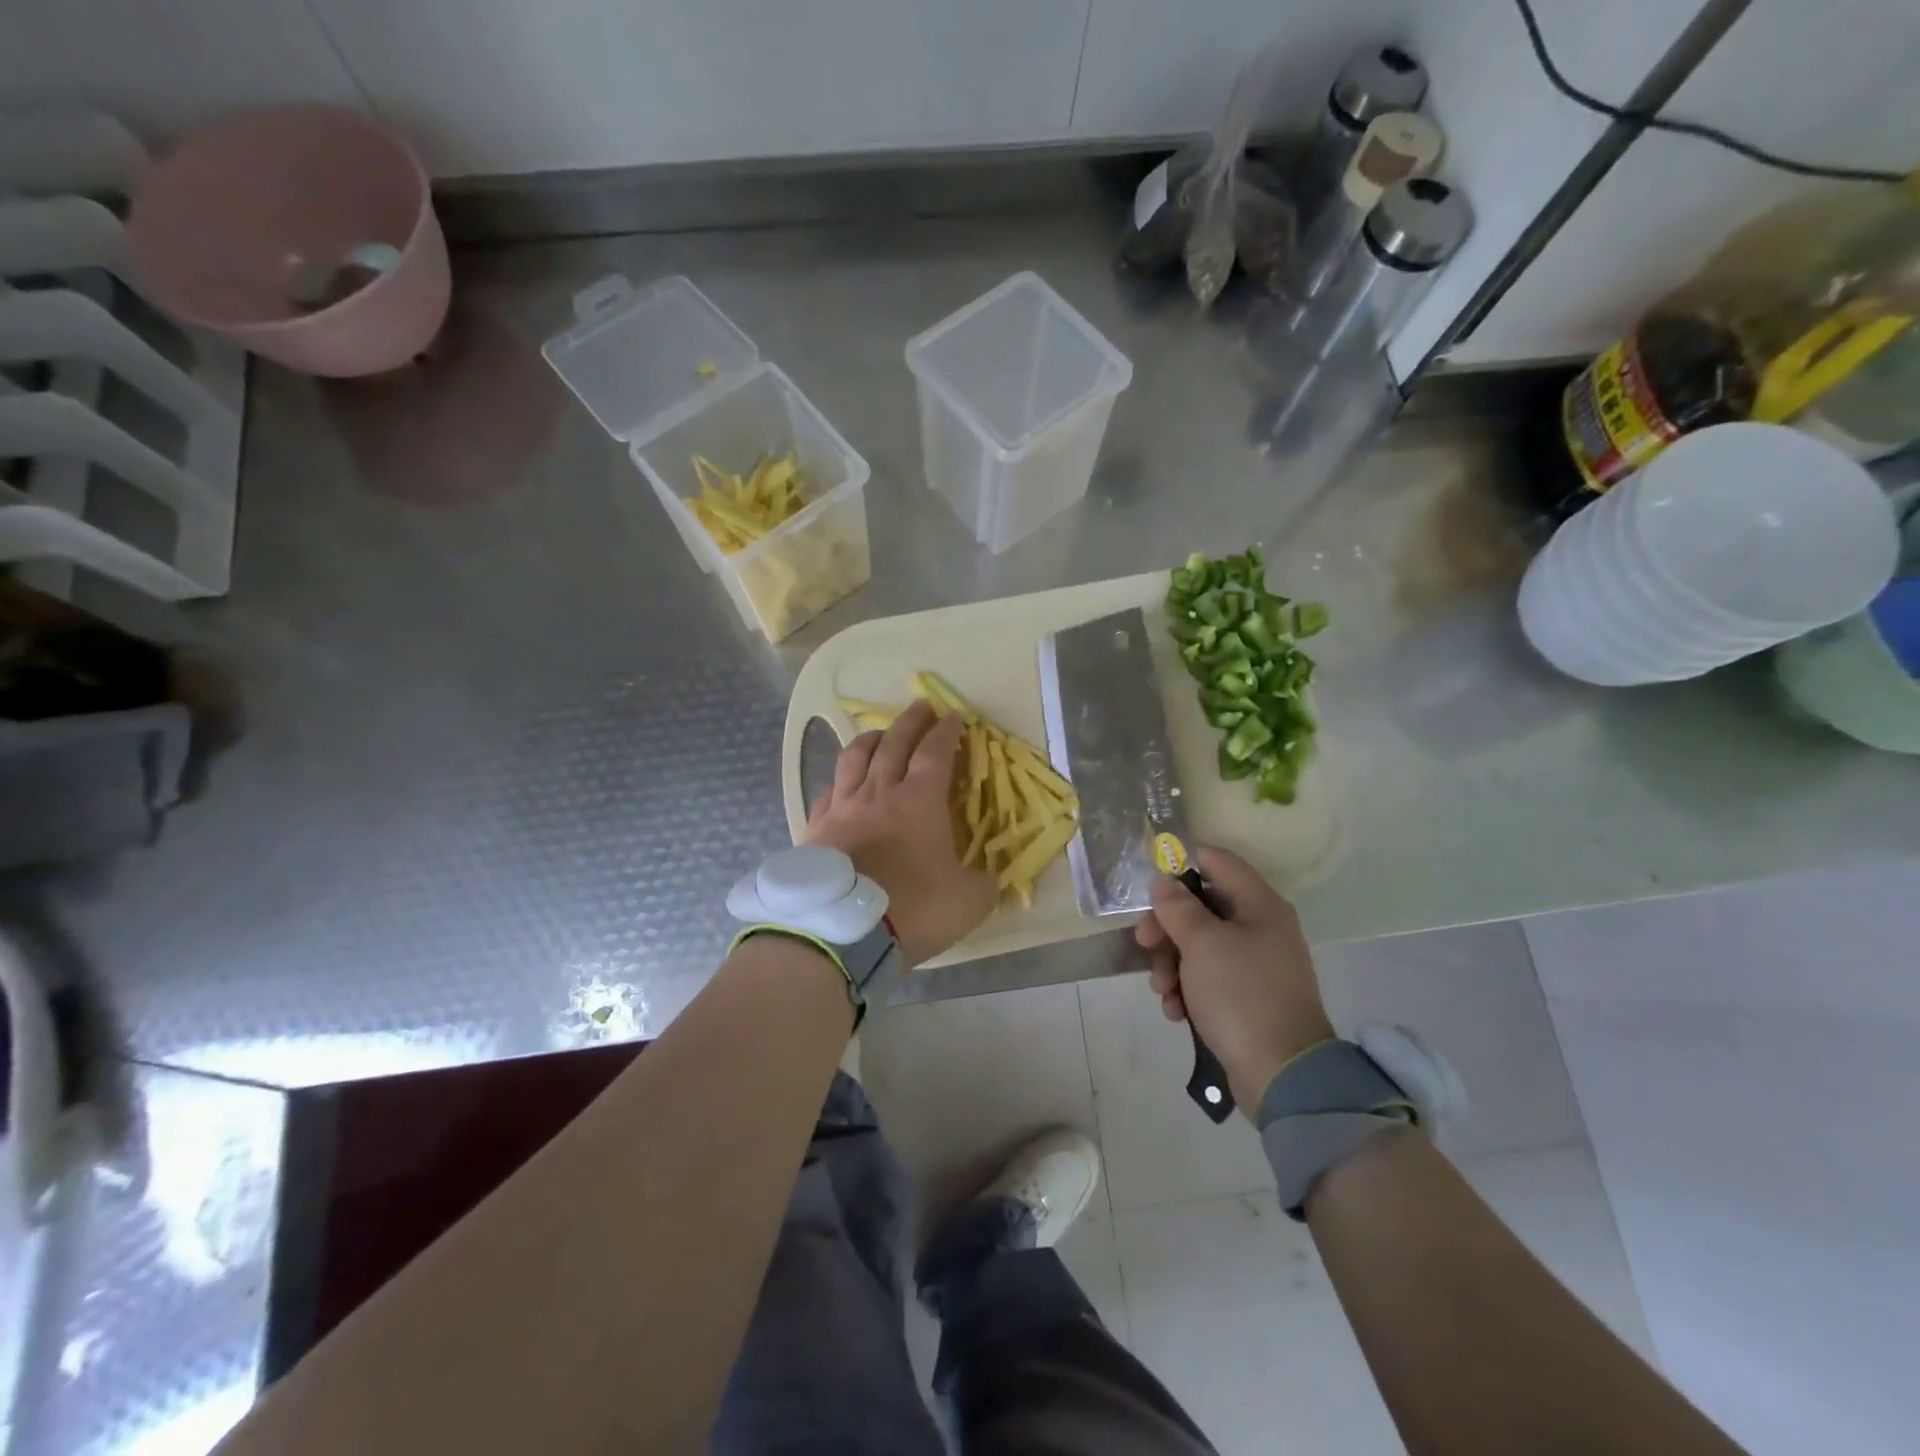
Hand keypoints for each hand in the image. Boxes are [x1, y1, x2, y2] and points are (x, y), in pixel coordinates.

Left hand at [806, 700, 995, 971]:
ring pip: (855, 757)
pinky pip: (828, 792)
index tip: (954, 717)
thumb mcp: (969, 902)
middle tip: (922, 707)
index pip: (935, 752)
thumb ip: (984, 883)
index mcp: (919, 800)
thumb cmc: (913, 908)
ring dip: (872, 739)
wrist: (843, 933)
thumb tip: (988, 877)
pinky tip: (842, 784)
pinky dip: (840, 781)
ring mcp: (843, 807)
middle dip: (911, 721)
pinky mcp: (816, 829)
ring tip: (881, 734)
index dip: (947, 731)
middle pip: (894, 743)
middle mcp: (879, 792)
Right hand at [1135, 847, 1334, 1117]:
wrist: (1280, 1074)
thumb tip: (1163, 879)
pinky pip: (1207, 979)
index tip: (1150, 885)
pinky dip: (1186, 990)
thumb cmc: (1241, 994)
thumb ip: (1178, 906)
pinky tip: (1175, 1011)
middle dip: (1167, 926)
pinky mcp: (1246, 998)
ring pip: (1199, 945)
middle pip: (1202, 907)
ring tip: (1162, 990)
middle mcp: (1260, 929)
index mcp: (1259, 905)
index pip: (1218, 862)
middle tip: (1143, 942)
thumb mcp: (1202, 943)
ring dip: (1171, 963)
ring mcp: (1254, 965)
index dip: (1182, 865)